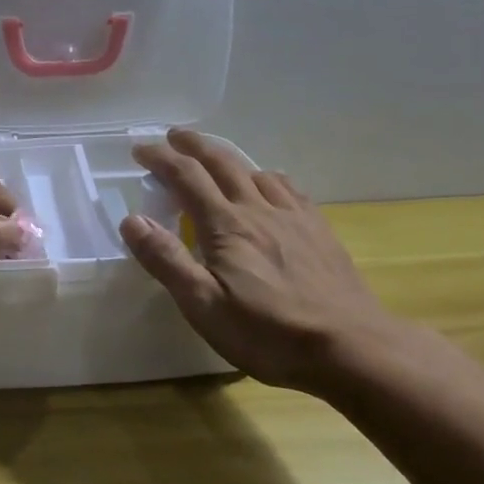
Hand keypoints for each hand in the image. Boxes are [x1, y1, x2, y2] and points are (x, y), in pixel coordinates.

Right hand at [119, 129, 399, 393]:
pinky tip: (270, 186)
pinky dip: (267, 177)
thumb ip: (166, 260)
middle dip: (193, 145)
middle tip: (173, 136)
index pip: (186, 176)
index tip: (140, 150)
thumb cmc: (268, 333)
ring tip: (216, 161)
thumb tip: (132, 220)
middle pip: (222, 162)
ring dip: (229, 158)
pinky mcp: (319, 231)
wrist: (351, 347)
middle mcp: (258, 209)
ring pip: (256, 171)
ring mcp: (293, 217)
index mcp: (225, 225)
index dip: (160, 158)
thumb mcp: (204, 305)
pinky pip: (289, 188)